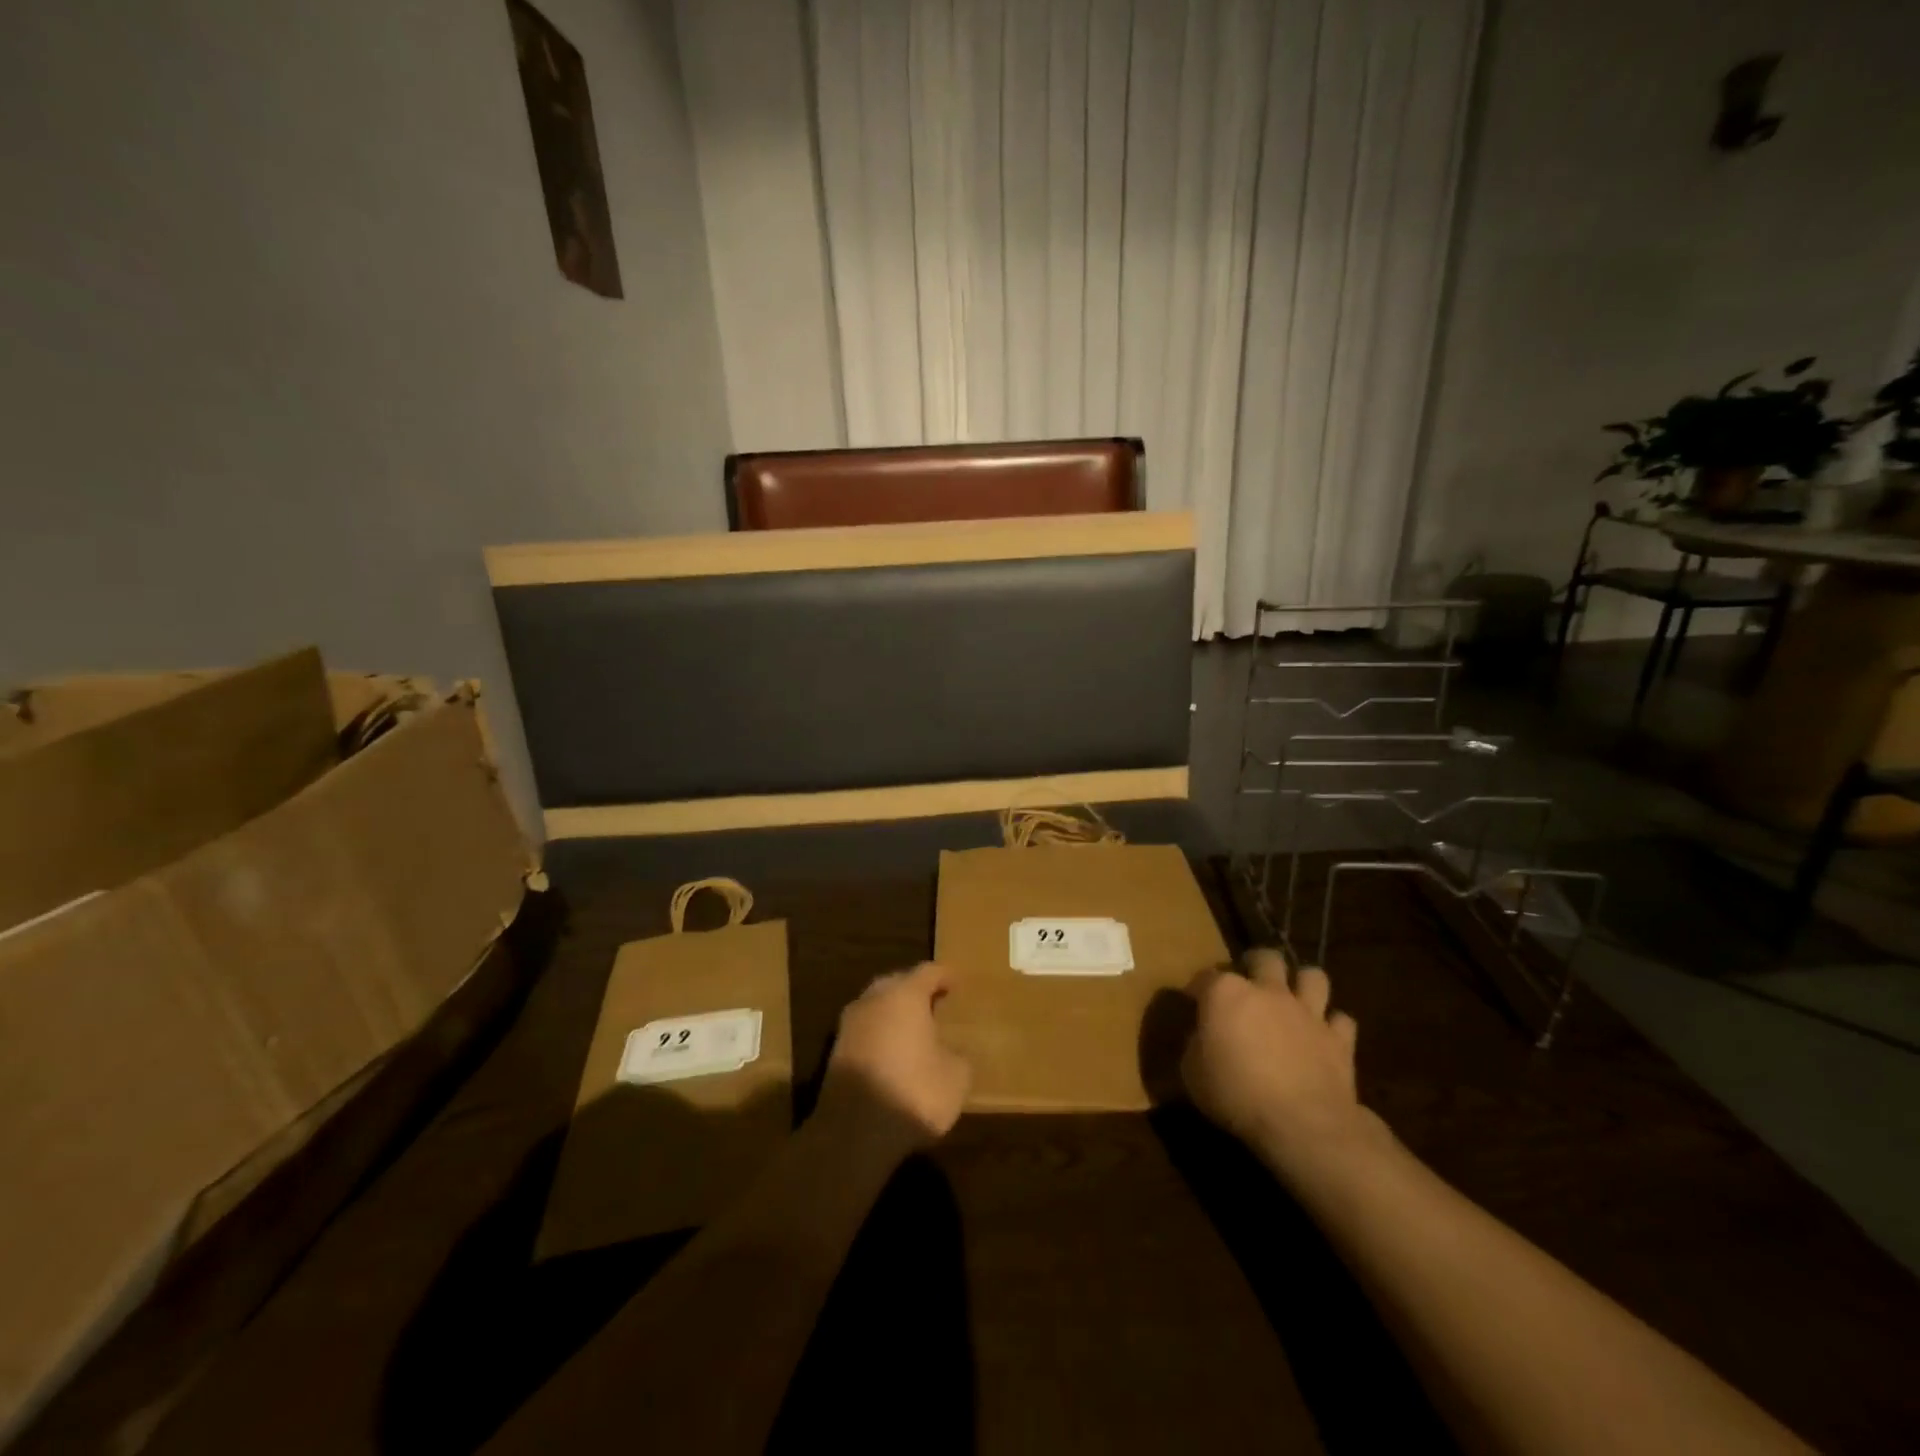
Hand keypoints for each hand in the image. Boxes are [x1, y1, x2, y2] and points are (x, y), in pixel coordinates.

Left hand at [821, 963, 971, 1148]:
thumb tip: (950, 1052)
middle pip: (896, 984)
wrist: (853, 1133)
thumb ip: (957, 1055)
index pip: (928, 972)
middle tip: (934, 1002)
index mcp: (905, 995)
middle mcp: (873, 1000)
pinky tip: (892, 1054)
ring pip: (876, 1007)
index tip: (956, 981)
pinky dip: (879, 1035)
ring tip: (913, 1030)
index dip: (944, 976)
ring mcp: (849, 1026)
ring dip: (893, 1013)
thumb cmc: (914, 1092)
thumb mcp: (956, 1077)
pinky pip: (864, 1032)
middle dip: (915, 990)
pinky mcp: (834, 1053)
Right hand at [1182, 949, 1370, 1175]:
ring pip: (1313, 976)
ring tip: (1294, 999)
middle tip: (1250, 985)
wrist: (1301, 1124)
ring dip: (1303, 984)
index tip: (1193, 1001)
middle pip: (1265, 958)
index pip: (1206, 976)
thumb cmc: (1235, 1094)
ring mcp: (1307, 1011)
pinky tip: (1324, 1037)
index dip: (1198, 988)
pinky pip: (1341, 1020)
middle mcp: (1268, 991)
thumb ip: (1197, 1044)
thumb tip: (1203, 1037)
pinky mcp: (1339, 1039)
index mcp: (1226, 993)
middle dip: (1257, 964)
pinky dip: (1333, 1025)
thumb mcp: (1192, 1072)